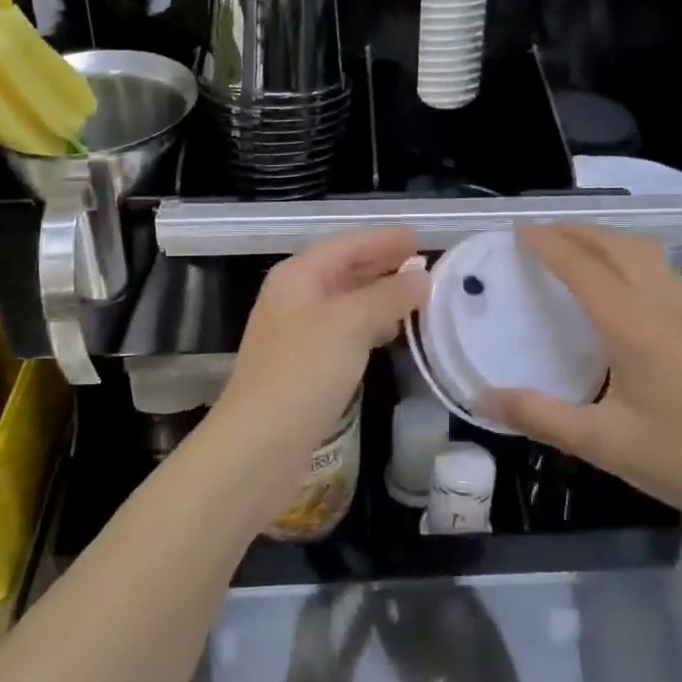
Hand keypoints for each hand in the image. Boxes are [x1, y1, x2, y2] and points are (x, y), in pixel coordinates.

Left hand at [205, 227, 427, 516]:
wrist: (259, 445)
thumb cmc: (303, 371)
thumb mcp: (351, 324)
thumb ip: (388, 296)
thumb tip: (421, 277)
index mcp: (297, 276)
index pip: (346, 245)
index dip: (381, 240)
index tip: (417, 236)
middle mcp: (294, 298)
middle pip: (343, 270)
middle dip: (381, 264)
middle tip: (422, 261)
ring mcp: (297, 334)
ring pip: (345, 303)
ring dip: (379, 296)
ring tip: (416, 294)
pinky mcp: (304, 367)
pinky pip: (344, 332)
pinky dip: (370, 326)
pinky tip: (391, 334)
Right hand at [477, 225, 681, 535]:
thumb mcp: (603, 444)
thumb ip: (539, 416)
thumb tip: (482, 398)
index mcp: (633, 326)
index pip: (583, 267)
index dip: (549, 244)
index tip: (518, 233)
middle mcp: (661, 307)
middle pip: (616, 246)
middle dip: (575, 231)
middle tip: (539, 235)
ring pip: (644, 252)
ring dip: (606, 238)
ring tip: (576, 247)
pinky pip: (661, 269)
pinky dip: (630, 255)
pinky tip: (623, 280)